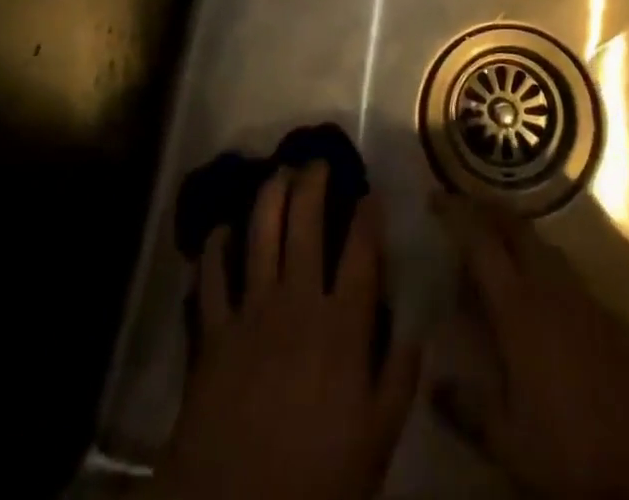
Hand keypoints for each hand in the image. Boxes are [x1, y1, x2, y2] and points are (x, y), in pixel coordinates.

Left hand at [155, 164, 419, 499]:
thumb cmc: (314, 477)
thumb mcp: (376, 441)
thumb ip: (399, 381)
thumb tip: (416, 330)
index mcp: (342, 325)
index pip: (361, 252)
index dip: (368, 215)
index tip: (371, 193)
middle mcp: (297, 301)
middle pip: (306, 223)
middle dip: (313, 184)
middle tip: (316, 162)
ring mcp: (251, 310)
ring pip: (260, 234)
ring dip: (269, 196)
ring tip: (277, 172)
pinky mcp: (213, 330)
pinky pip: (212, 276)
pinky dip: (215, 249)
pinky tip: (221, 230)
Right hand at [432, 194, 628, 499]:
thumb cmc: (573, 450)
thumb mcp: (509, 441)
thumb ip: (467, 408)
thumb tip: (432, 381)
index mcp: (519, 307)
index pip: (481, 243)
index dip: (456, 215)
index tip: (434, 197)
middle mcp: (549, 285)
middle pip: (514, 227)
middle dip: (486, 208)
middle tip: (460, 205)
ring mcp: (582, 293)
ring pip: (540, 243)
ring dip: (513, 231)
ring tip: (491, 241)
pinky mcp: (606, 309)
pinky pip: (562, 266)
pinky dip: (538, 259)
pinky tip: (534, 285)